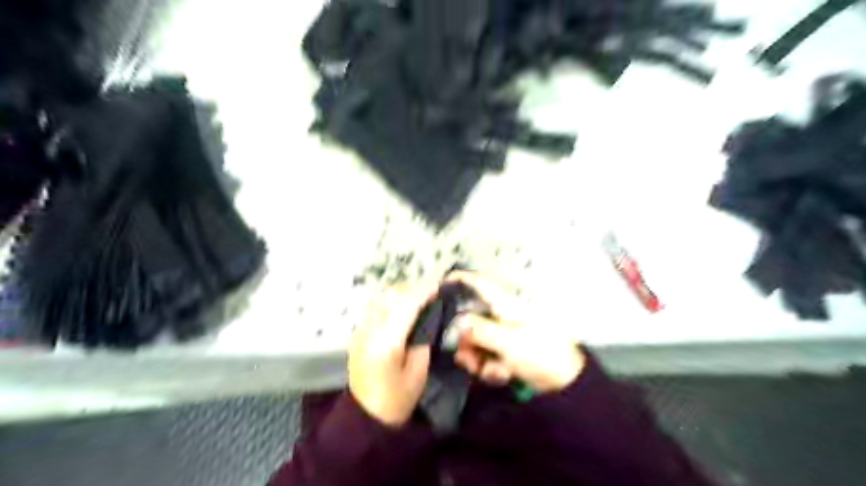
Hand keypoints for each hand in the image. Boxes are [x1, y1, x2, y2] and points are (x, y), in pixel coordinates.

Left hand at [348, 283, 435, 425]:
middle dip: (411, 289)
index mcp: (387, 343)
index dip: (423, 292)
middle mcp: (369, 331)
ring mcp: (360, 331)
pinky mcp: (357, 334)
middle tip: (429, 292)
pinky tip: (400, 307)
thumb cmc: (397, 399)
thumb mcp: (418, 372)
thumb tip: (427, 318)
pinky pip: (373, 307)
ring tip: (415, 297)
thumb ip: (422, 340)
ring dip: (398, 293)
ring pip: (379, 298)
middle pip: (390, 296)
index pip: (406, 306)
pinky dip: (388, 301)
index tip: (438, 284)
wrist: (365, 417)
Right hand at [447, 271, 581, 392]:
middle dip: (466, 341)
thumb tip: (457, 323)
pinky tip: (502, 375)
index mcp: (504, 305)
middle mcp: (501, 316)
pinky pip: (487, 355)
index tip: (441, 284)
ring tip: (490, 371)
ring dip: (478, 359)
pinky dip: (490, 367)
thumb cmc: (541, 353)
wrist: (566, 381)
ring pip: (476, 341)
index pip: (479, 283)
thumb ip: (479, 330)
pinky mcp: (507, 351)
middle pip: (471, 319)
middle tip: (468, 359)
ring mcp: (504, 334)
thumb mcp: (508, 341)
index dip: (460, 279)